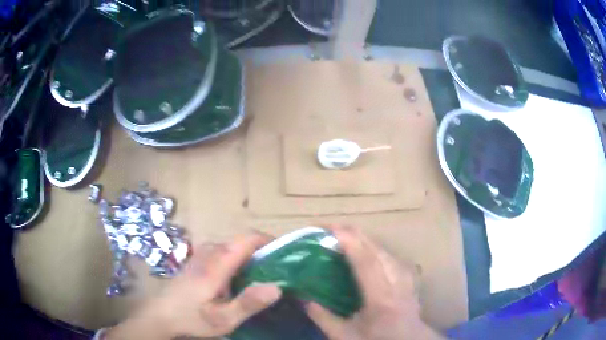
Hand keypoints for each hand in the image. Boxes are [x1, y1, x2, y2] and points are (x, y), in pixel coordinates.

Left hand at [106, 232, 281, 339]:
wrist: (161, 315)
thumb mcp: (222, 319)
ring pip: (231, 246)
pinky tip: (239, 277)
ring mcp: (201, 256)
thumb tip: (277, 286)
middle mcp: (209, 253)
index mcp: (217, 264)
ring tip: (263, 274)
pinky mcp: (197, 262)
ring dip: (249, 255)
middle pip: (240, 241)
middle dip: (262, 250)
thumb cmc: (191, 318)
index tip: (286, 252)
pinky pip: (222, 252)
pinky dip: (237, 258)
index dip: (269, 240)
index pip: (247, 240)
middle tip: (278, 269)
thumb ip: (248, 303)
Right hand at [306, 226, 442, 339]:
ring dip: (365, 240)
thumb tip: (302, 298)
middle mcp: (396, 282)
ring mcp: (406, 279)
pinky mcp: (409, 279)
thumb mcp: (344, 335)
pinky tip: (370, 250)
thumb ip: (322, 317)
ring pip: (386, 251)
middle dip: (355, 235)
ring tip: (347, 236)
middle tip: (332, 229)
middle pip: (377, 250)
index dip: (349, 242)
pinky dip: (377, 249)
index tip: (331, 229)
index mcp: (380, 297)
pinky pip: (392, 257)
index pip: (366, 262)